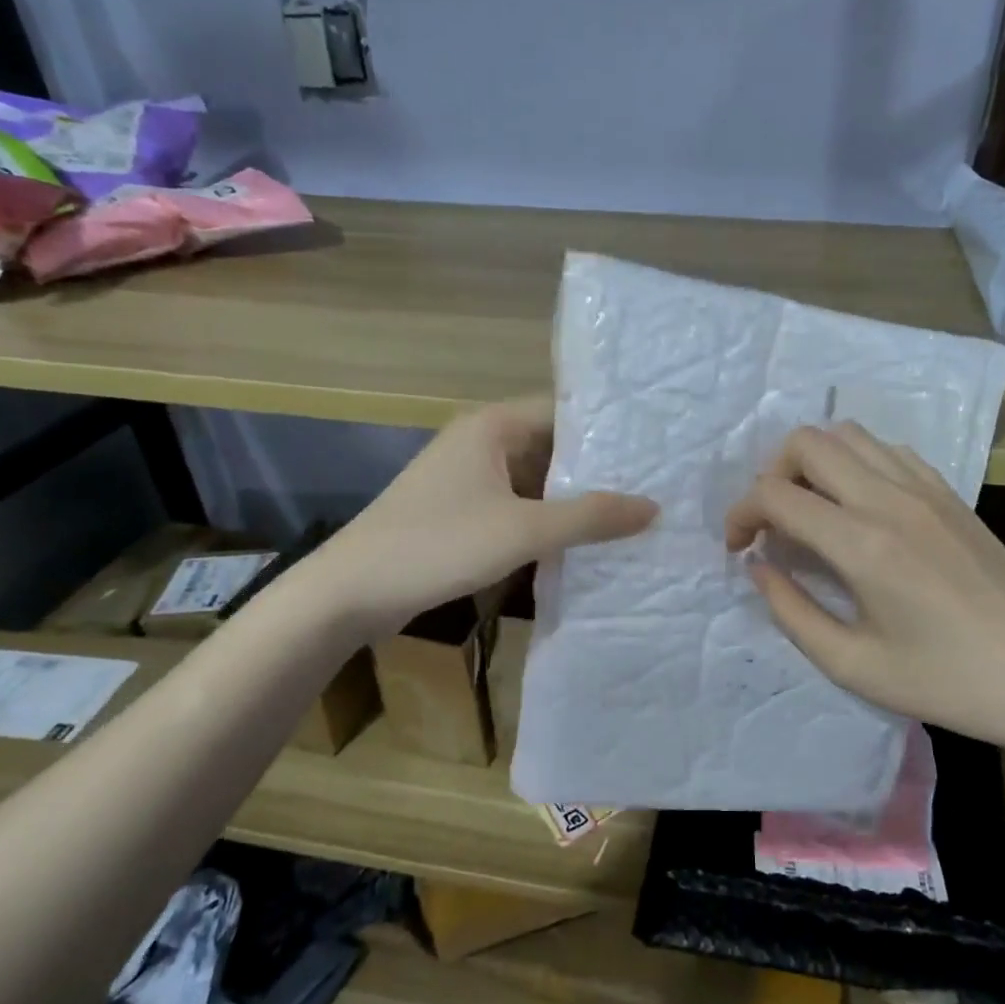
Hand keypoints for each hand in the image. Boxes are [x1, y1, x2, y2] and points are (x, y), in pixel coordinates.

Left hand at [324, 397, 656, 633]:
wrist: (351, 592)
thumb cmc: (439, 545)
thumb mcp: (523, 530)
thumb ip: (590, 517)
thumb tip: (653, 507)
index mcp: (492, 427)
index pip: (564, 412)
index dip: (608, 431)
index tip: (653, 449)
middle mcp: (480, 443)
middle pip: (552, 447)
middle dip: (595, 470)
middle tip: (652, 487)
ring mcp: (468, 480)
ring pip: (534, 481)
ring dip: (571, 500)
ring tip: (628, 516)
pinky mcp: (460, 513)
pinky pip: (516, 507)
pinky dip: (545, 521)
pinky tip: (580, 543)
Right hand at [725, 423, 1004, 757]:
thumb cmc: (946, 682)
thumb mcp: (852, 665)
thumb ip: (791, 611)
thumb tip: (759, 566)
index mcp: (862, 544)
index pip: (775, 495)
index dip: (740, 515)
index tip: (738, 549)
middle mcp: (890, 499)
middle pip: (807, 442)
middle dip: (771, 475)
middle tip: (773, 525)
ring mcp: (925, 489)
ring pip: (848, 435)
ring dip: (813, 463)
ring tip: (812, 512)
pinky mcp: (950, 493)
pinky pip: (888, 451)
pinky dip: (856, 464)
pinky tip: (859, 509)